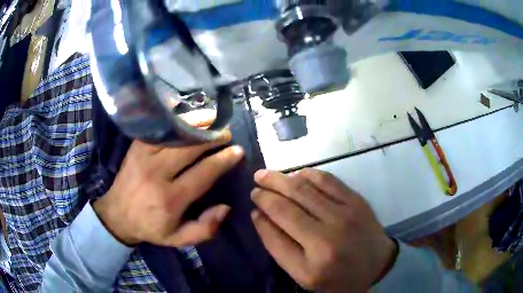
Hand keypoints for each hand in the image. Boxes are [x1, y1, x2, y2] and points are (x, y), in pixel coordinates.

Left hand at [93, 132, 243, 246]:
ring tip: (212, 119)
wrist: (117, 215)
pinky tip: (186, 115)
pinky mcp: (136, 148)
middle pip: (190, 148)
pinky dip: (173, 120)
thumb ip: (204, 229)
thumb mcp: (178, 239)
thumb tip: (225, 208)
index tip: (237, 151)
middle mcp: (157, 174)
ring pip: (174, 134)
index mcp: (170, 199)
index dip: (223, 160)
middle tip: (227, 133)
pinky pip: (158, 129)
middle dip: (212, 137)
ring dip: (196, 124)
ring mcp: (144, 157)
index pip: (203, 173)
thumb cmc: (150, 227)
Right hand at [250, 169, 396, 291]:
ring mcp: (347, 211)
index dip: (264, 203)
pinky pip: (329, 180)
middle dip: (270, 185)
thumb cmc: (335, 275)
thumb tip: (258, 215)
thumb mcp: (301, 273)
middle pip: (293, 198)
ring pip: (309, 185)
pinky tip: (298, 174)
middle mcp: (332, 229)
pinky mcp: (357, 200)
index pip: (281, 218)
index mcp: (316, 253)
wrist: (375, 266)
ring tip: (271, 174)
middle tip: (257, 178)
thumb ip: (277, 245)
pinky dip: (310, 173)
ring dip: (286, 177)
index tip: (253, 195)